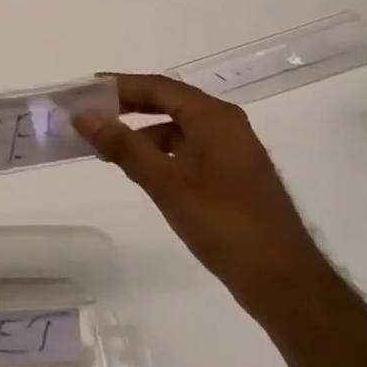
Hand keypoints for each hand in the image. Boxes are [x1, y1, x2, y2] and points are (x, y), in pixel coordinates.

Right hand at [75, 73, 323, 313]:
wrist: (283, 281)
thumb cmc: (223, 223)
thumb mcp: (166, 183)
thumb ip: (123, 145)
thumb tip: (83, 115)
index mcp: (214, 117)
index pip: (159, 87)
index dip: (120, 85)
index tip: (84, 90)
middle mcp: (225, 125)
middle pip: (168, 103)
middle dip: (128, 106)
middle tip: (89, 113)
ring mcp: (231, 151)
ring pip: (177, 128)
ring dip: (141, 132)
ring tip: (106, 147)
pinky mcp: (231, 176)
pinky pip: (187, 150)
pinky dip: (160, 153)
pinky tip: (140, 171)